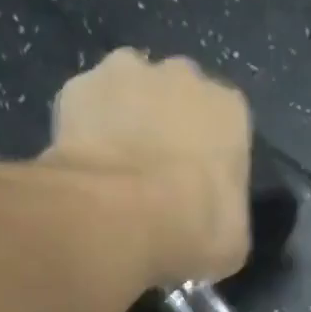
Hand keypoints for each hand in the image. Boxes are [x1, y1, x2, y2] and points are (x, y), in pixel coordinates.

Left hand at [43, 48, 250, 288]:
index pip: (227, 128)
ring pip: (130, 92)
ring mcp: (125, 71)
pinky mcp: (78, 86)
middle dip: (171, 129)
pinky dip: (87, 131)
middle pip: (179, 97)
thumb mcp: (233, 240)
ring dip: (127, 121)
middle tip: (158, 179)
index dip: (212, 160)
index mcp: (230, 110)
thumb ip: (228, 214)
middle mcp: (182, 75)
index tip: (200, 190)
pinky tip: (87, 169)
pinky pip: (88, 108)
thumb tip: (214, 220)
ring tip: (118, 173)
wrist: (119, 216)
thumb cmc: (193, 229)